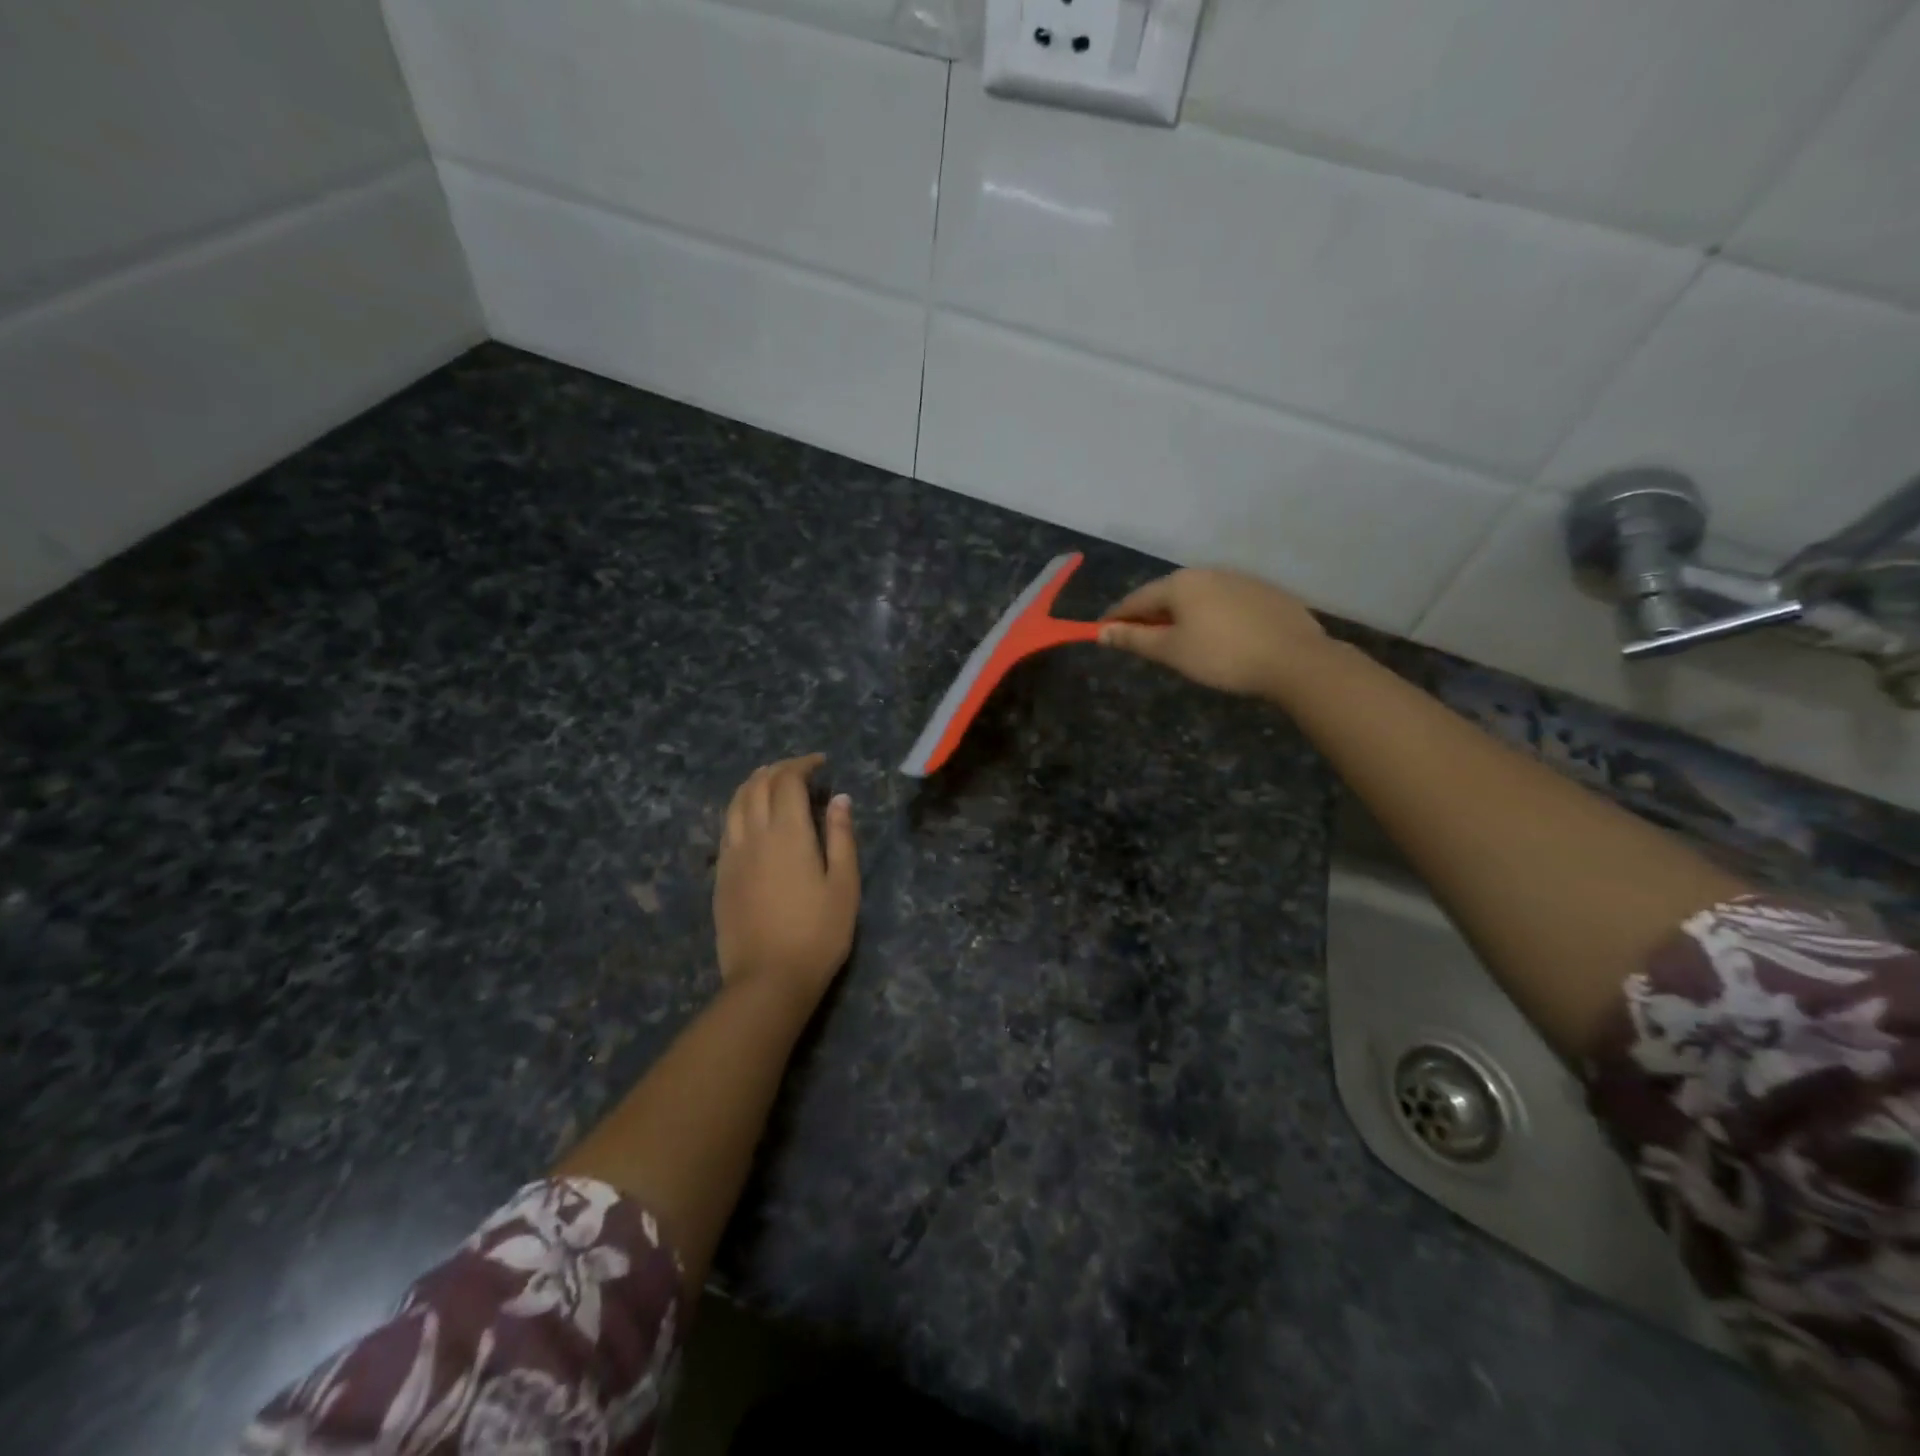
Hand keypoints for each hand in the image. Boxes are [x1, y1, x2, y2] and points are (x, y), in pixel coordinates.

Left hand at [715, 754, 859, 1003]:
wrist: (768, 979)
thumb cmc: (818, 933)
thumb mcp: (844, 885)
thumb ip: (841, 837)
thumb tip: (840, 798)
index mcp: (788, 833)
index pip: (787, 781)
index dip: (803, 765)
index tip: (821, 764)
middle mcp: (753, 835)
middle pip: (757, 785)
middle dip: (778, 769)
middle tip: (800, 770)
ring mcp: (731, 855)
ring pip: (735, 803)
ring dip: (753, 783)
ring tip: (772, 782)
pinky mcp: (721, 875)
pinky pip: (726, 826)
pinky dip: (739, 808)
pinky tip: (751, 817)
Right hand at [1099, 567, 1333, 700]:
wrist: (1296, 659)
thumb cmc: (1223, 656)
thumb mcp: (1172, 651)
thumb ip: (1134, 639)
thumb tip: (1102, 631)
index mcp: (1180, 583)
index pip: (1136, 599)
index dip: (1116, 617)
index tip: (1101, 632)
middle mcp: (1208, 572)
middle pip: (1167, 594)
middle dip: (1149, 616)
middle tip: (1140, 641)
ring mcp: (1240, 579)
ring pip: (1197, 597)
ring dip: (1181, 616)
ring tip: (1178, 642)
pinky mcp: (1265, 592)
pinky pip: (1224, 602)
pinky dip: (1210, 616)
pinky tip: (1218, 638)